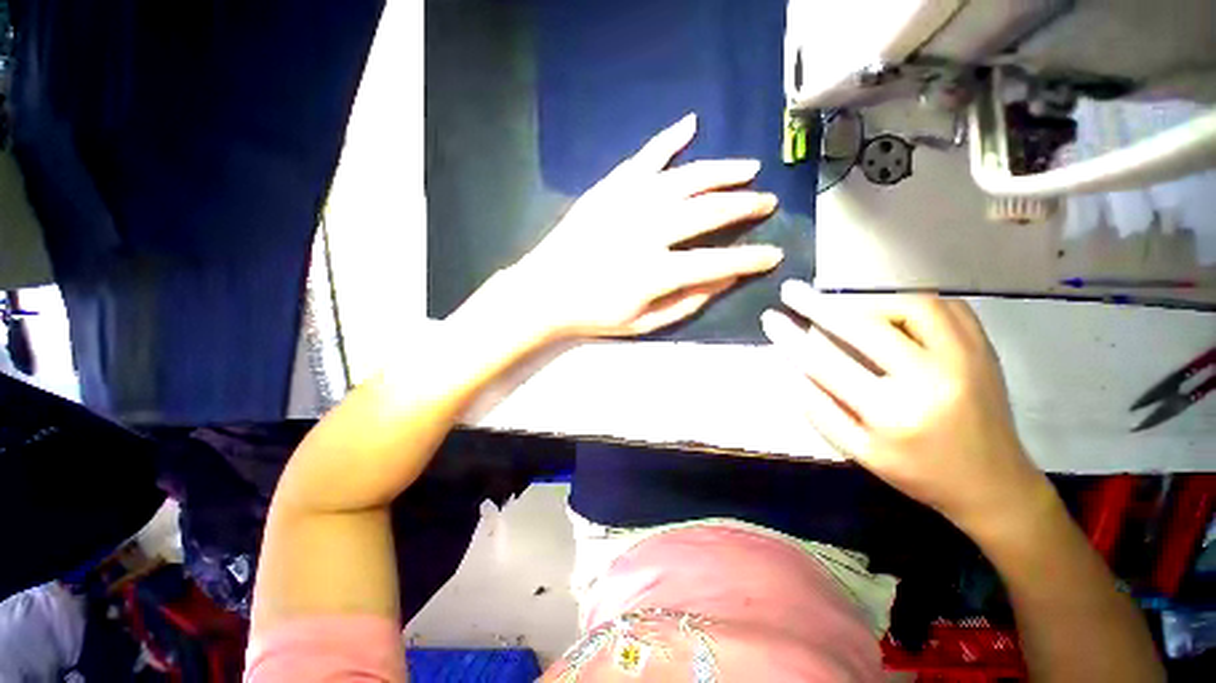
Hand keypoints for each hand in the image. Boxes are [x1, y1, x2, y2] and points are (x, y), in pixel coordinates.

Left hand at [502, 114, 782, 339]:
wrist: (545, 292)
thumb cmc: (594, 314)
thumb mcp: (644, 323)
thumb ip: (687, 302)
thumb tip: (726, 279)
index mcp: (655, 272)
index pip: (717, 262)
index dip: (750, 259)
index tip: (774, 254)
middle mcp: (646, 231)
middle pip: (708, 211)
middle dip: (745, 206)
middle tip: (767, 203)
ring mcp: (626, 203)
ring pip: (685, 178)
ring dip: (722, 171)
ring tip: (748, 169)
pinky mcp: (609, 189)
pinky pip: (645, 157)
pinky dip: (669, 139)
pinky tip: (690, 124)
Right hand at [761, 281, 1051, 532]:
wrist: (993, 484)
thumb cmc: (919, 472)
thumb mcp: (859, 452)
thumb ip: (820, 410)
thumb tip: (790, 368)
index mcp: (893, 413)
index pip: (826, 363)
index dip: (792, 337)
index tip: (770, 317)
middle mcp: (931, 379)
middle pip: (865, 327)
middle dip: (820, 305)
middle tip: (792, 291)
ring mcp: (966, 359)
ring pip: (910, 306)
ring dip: (869, 302)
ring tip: (846, 309)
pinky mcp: (984, 349)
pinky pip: (945, 307)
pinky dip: (910, 302)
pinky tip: (891, 311)